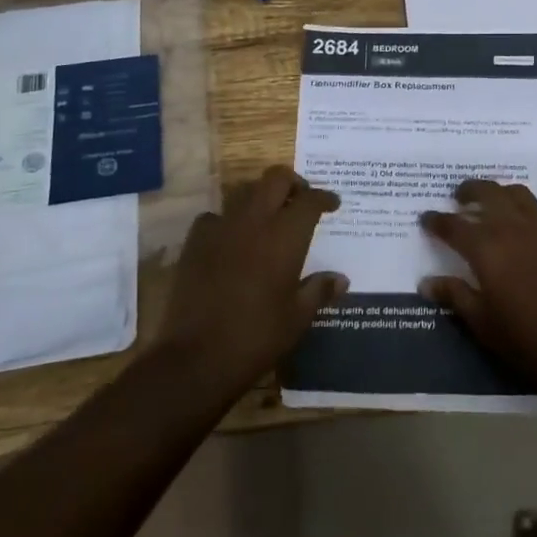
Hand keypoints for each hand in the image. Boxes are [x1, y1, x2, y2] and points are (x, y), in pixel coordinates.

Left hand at [151, 166, 346, 396]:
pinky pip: (215, 216)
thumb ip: (319, 291)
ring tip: (269, 218)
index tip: (333, 204)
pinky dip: (228, 220)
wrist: (196, 357)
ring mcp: (222, 227)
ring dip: (262, 198)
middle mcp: (255, 221)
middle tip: (301, 200)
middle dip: (293, 183)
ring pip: (246, 192)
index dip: (324, 198)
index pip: (310, 200)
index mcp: (285, 236)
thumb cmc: (256, 337)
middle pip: (276, 179)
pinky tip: (231, 239)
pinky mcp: (195, 241)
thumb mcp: (297, 318)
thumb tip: (341, 279)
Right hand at [419, 180, 536, 393]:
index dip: (436, 220)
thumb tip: (425, 282)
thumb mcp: (481, 322)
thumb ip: (454, 295)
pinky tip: (531, 226)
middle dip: (469, 191)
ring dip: (501, 194)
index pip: (453, 225)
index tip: (425, 218)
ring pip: (518, 194)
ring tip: (494, 204)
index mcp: (486, 248)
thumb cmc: (524, 340)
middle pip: (487, 193)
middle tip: (459, 198)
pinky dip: (534, 212)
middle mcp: (513, 227)